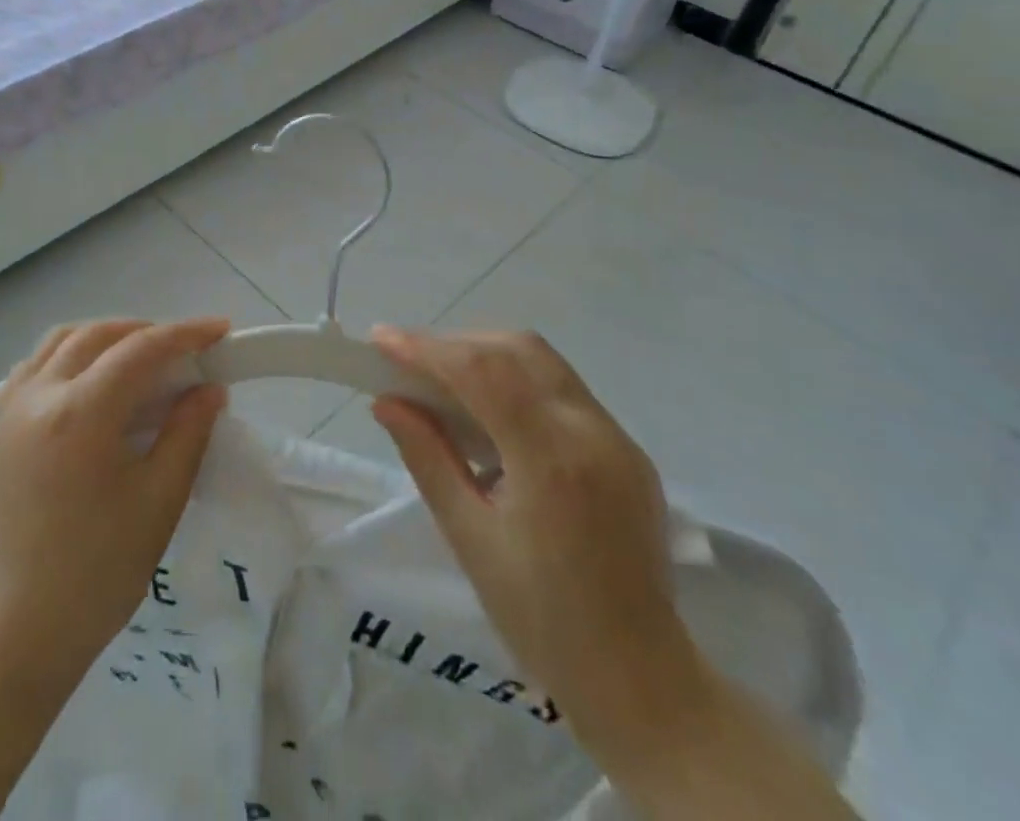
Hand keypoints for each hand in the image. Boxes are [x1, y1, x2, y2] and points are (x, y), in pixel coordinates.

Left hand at [0, 317, 229, 696]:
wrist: (14, 637)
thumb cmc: (96, 575)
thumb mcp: (158, 502)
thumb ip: (188, 433)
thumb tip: (210, 389)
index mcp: (80, 412)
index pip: (141, 349)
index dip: (185, 334)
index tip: (222, 330)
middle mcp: (38, 395)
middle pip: (98, 335)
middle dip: (146, 331)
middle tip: (184, 350)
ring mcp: (8, 409)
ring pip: (61, 342)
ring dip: (105, 338)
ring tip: (140, 360)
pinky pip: (33, 366)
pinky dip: (69, 356)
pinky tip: (90, 383)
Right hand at [370, 326, 698, 727]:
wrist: (640, 680)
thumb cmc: (540, 619)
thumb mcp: (469, 538)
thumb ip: (427, 457)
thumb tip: (386, 402)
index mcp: (553, 460)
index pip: (482, 373)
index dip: (426, 348)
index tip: (380, 339)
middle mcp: (592, 432)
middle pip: (516, 350)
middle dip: (455, 344)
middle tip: (408, 362)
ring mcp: (617, 437)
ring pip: (541, 361)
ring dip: (486, 356)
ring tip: (441, 379)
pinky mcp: (627, 448)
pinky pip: (561, 389)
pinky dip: (516, 380)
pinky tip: (489, 411)